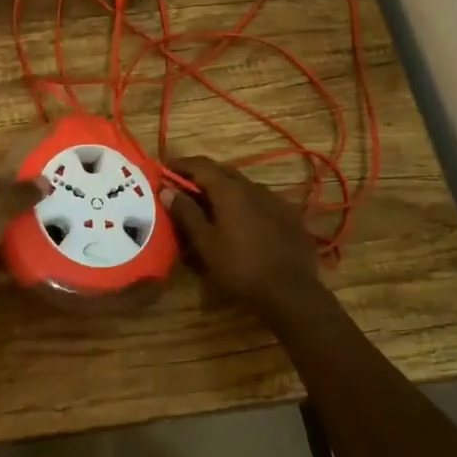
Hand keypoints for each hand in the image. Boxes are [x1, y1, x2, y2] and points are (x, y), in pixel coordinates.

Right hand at [166, 156, 322, 319]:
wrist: (291, 292)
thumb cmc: (240, 268)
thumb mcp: (206, 244)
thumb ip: (186, 213)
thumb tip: (167, 189)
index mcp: (230, 190)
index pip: (201, 165)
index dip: (181, 164)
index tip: (165, 168)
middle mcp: (253, 186)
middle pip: (223, 171)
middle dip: (202, 175)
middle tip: (185, 186)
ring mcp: (274, 199)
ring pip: (243, 185)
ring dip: (224, 189)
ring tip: (211, 206)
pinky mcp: (289, 215)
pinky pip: (260, 200)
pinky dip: (244, 203)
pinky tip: (241, 221)